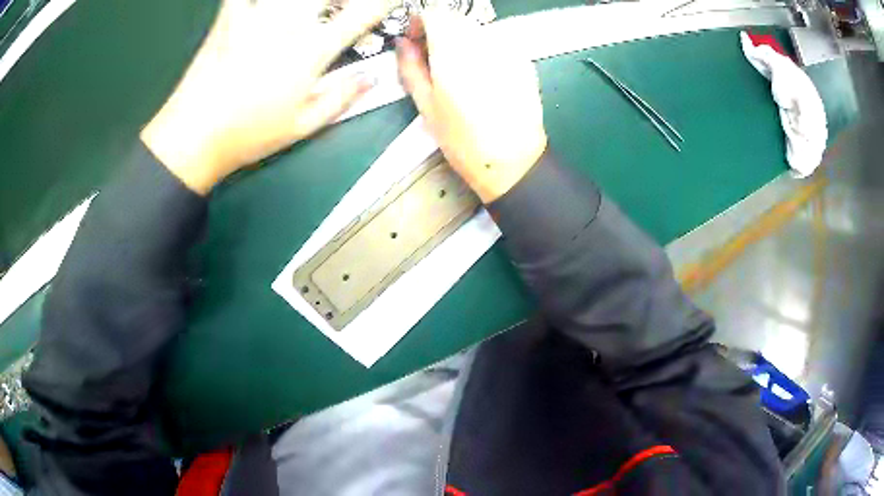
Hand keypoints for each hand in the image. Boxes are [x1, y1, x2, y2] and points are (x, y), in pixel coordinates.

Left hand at [141, 0, 391, 193]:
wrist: (192, 136)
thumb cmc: (248, 135)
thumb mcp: (302, 126)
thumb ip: (342, 98)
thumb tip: (371, 78)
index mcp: (311, 50)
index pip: (361, 14)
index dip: (383, 2)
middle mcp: (288, 24)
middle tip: (340, 6)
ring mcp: (256, 15)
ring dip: (303, 0)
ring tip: (304, 10)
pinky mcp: (228, 17)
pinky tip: (259, 6)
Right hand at [396, 11, 546, 202]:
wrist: (513, 161)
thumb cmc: (463, 140)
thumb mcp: (426, 105)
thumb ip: (410, 68)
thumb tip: (403, 43)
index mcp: (454, 51)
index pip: (434, 14)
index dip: (419, 23)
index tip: (414, 40)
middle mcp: (483, 42)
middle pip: (456, 19)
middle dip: (439, 30)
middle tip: (431, 57)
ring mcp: (508, 50)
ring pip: (476, 29)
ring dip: (461, 40)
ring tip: (457, 70)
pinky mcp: (524, 60)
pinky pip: (496, 43)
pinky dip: (482, 50)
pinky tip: (482, 76)